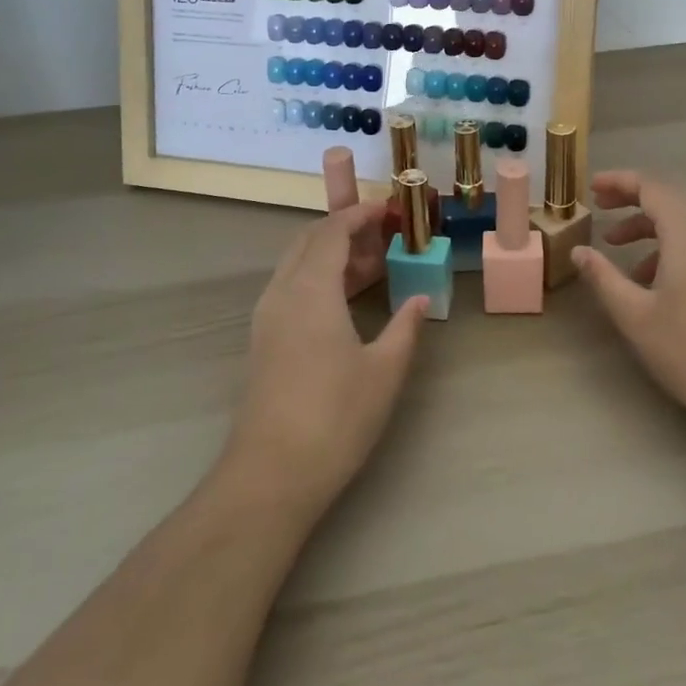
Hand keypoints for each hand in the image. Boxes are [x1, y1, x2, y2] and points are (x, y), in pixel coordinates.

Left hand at [226, 202, 427, 517]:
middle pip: (310, 239)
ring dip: (331, 254)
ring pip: (297, 263)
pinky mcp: (263, 340)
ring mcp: (267, 316)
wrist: (270, 475)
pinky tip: (345, 302)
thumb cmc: (335, 417)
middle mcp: (283, 291)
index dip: (361, 214)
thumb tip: (422, 298)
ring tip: (372, 267)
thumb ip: (406, 326)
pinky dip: (317, 277)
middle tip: (384, 237)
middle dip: (346, 229)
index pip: (333, 230)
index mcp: (311, 288)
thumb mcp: (384, 370)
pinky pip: (290, 287)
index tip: (391, 210)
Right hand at [573, 171, 685, 437]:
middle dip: (631, 199)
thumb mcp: (636, 316)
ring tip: (617, 247)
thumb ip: (604, 278)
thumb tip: (579, 251)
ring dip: (648, 225)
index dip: (619, 181)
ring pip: (683, 222)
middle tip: (600, 207)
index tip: (591, 187)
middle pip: (668, 199)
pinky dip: (668, 245)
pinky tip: (651, 280)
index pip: (650, 187)